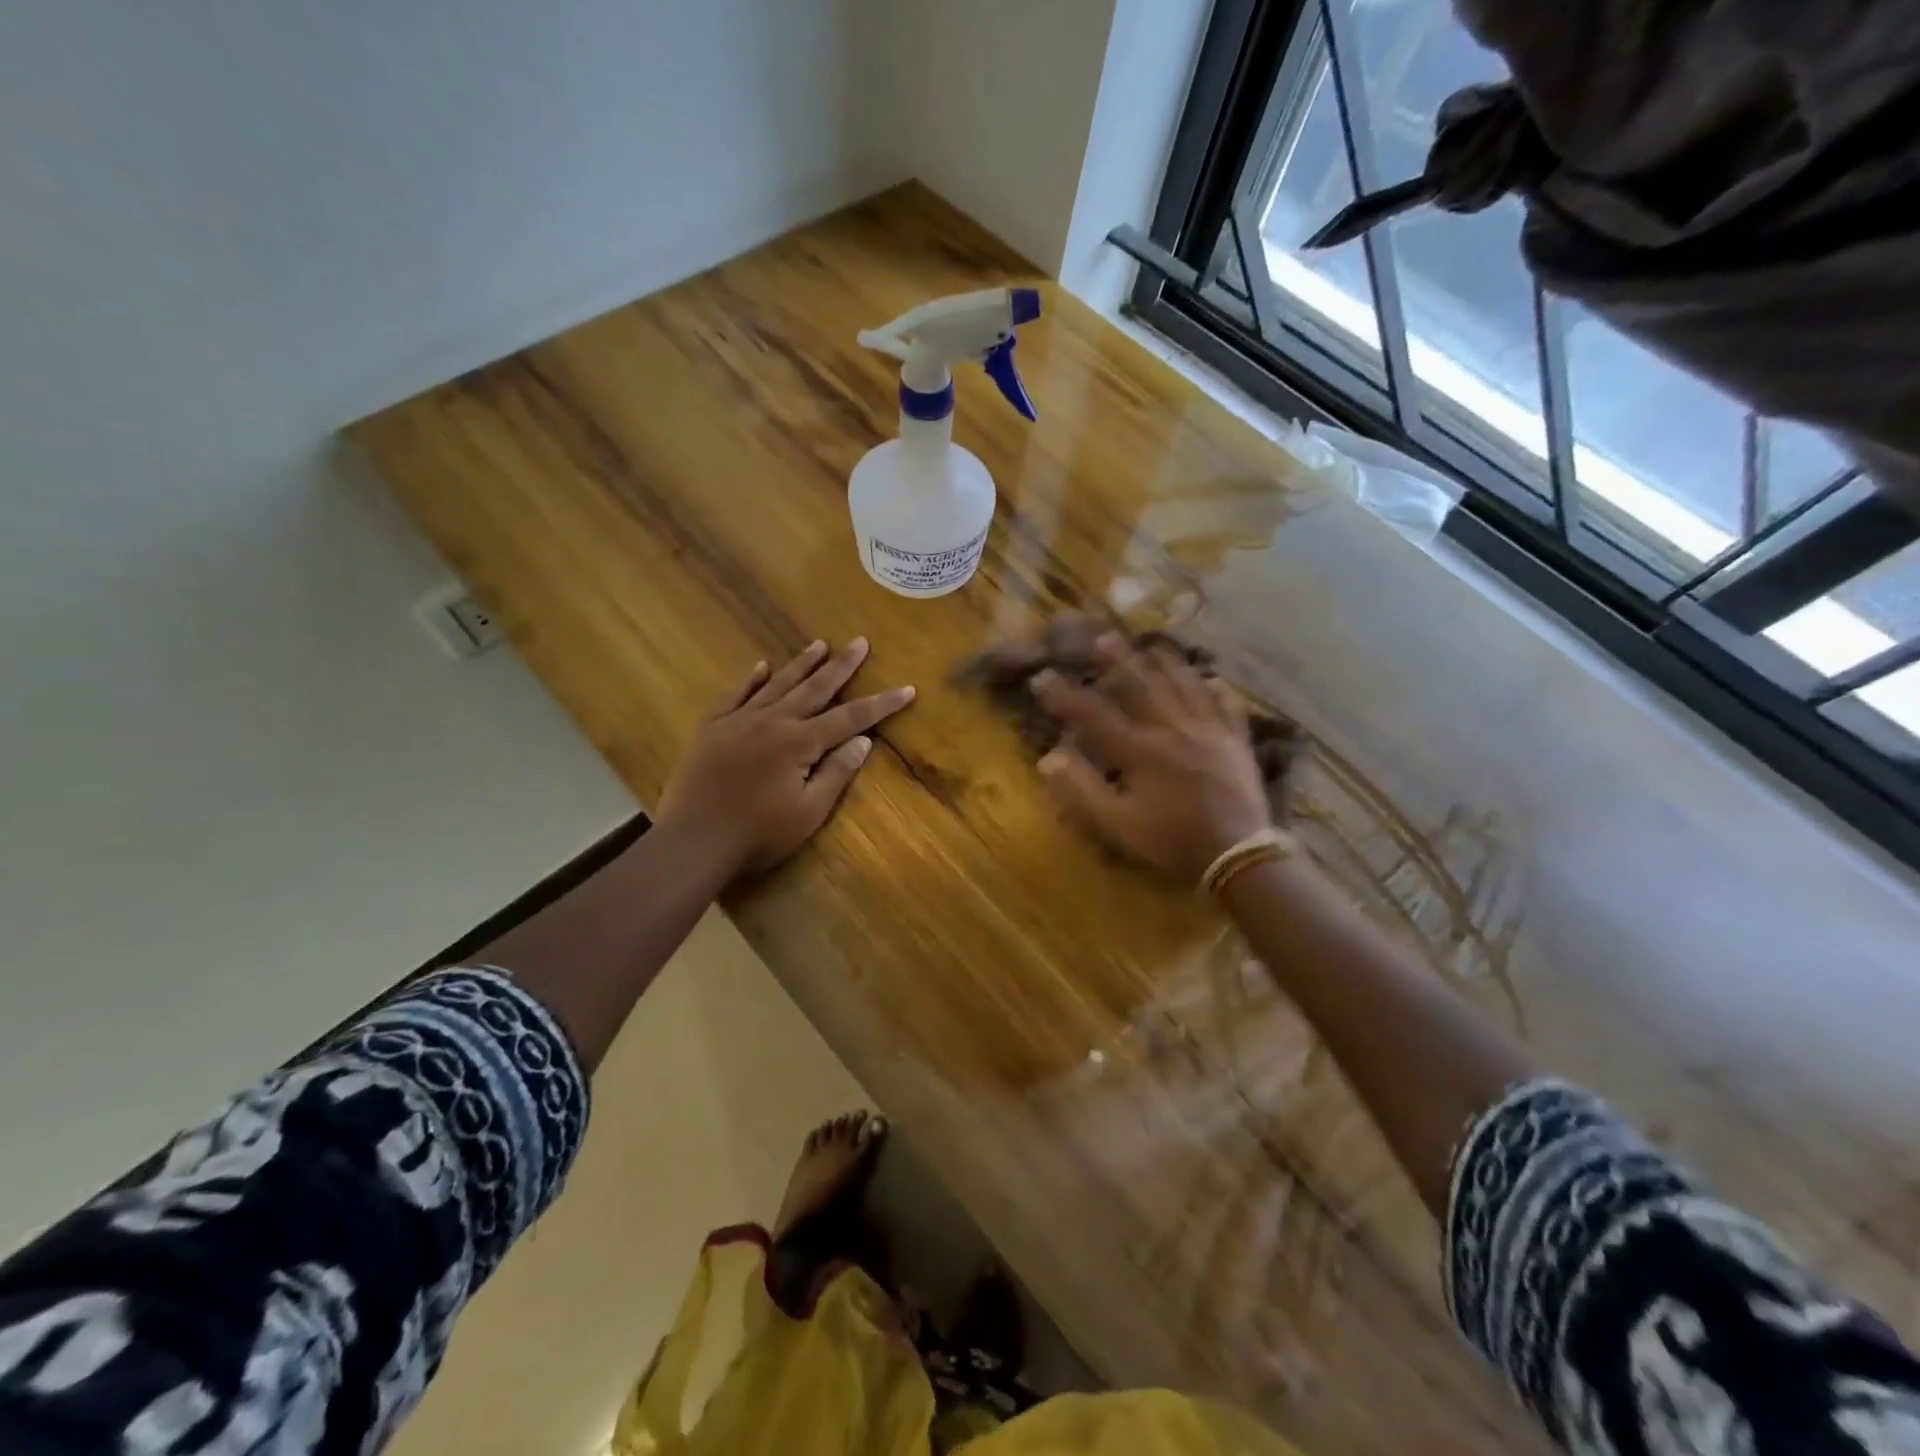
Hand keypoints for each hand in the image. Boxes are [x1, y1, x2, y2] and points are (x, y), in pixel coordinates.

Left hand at [655, 639, 913, 878]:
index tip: (906, 688)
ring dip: (801, 664)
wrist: (693, 841)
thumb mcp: (808, 812)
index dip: (881, 704)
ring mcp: (738, 720)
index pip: (850, 718)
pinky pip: (734, 694)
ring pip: (776, 684)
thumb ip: (836, 773)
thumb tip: (863, 742)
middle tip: (860, 642)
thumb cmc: (758, 834)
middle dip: (841, 666)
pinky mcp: (711, 728)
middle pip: (814, 688)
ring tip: (819, 644)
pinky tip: (760, 666)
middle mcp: (772, 721)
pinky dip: (749, 679)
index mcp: (799, 742)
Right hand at [1031, 633, 1270, 884]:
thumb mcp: (1118, 823)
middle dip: (1119, 660)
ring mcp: (1209, 731)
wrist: (1237, 854)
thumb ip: (1082, 790)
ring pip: (1185, 686)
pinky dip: (1217, 689)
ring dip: (1166, 664)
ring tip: (1154, 646)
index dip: (1065, 696)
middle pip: (1142, 685)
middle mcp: (1173, 729)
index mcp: (1140, 750)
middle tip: (1103, 637)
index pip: (1094, 714)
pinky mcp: (1236, 741)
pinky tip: (1212, 678)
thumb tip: (1048, 758)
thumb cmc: (1172, 840)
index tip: (1042, 678)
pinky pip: (1226, 705)